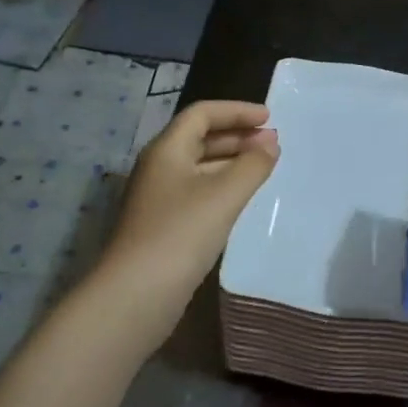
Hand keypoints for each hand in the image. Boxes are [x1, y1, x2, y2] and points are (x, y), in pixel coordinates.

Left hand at [102, 100, 278, 322]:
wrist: (136, 295)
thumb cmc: (181, 233)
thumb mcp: (224, 195)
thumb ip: (253, 165)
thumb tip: (271, 144)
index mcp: (167, 149)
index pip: (202, 114)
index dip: (237, 111)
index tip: (269, 118)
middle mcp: (159, 167)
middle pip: (199, 138)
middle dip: (237, 136)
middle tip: (271, 143)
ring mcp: (158, 197)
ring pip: (199, 166)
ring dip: (231, 161)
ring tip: (263, 168)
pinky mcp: (162, 224)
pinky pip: (197, 191)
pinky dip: (222, 186)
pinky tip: (241, 200)